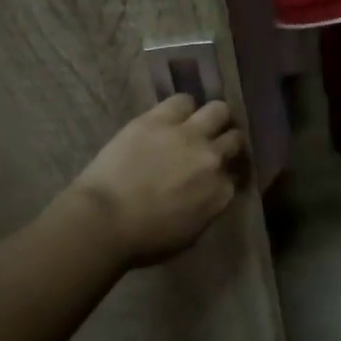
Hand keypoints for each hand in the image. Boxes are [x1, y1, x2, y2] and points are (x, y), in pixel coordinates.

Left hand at [67, 95, 246, 266]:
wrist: (104, 220)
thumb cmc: (144, 240)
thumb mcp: (190, 234)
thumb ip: (208, 208)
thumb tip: (208, 193)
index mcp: (221, 192)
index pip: (236, 174)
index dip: (227, 172)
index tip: (217, 174)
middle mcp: (213, 159)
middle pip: (235, 138)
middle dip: (226, 141)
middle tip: (212, 145)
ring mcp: (189, 135)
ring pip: (218, 110)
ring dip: (212, 118)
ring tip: (198, 124)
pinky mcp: (161, 119)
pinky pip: (183, 100)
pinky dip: (183, 107)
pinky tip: (174, 116)